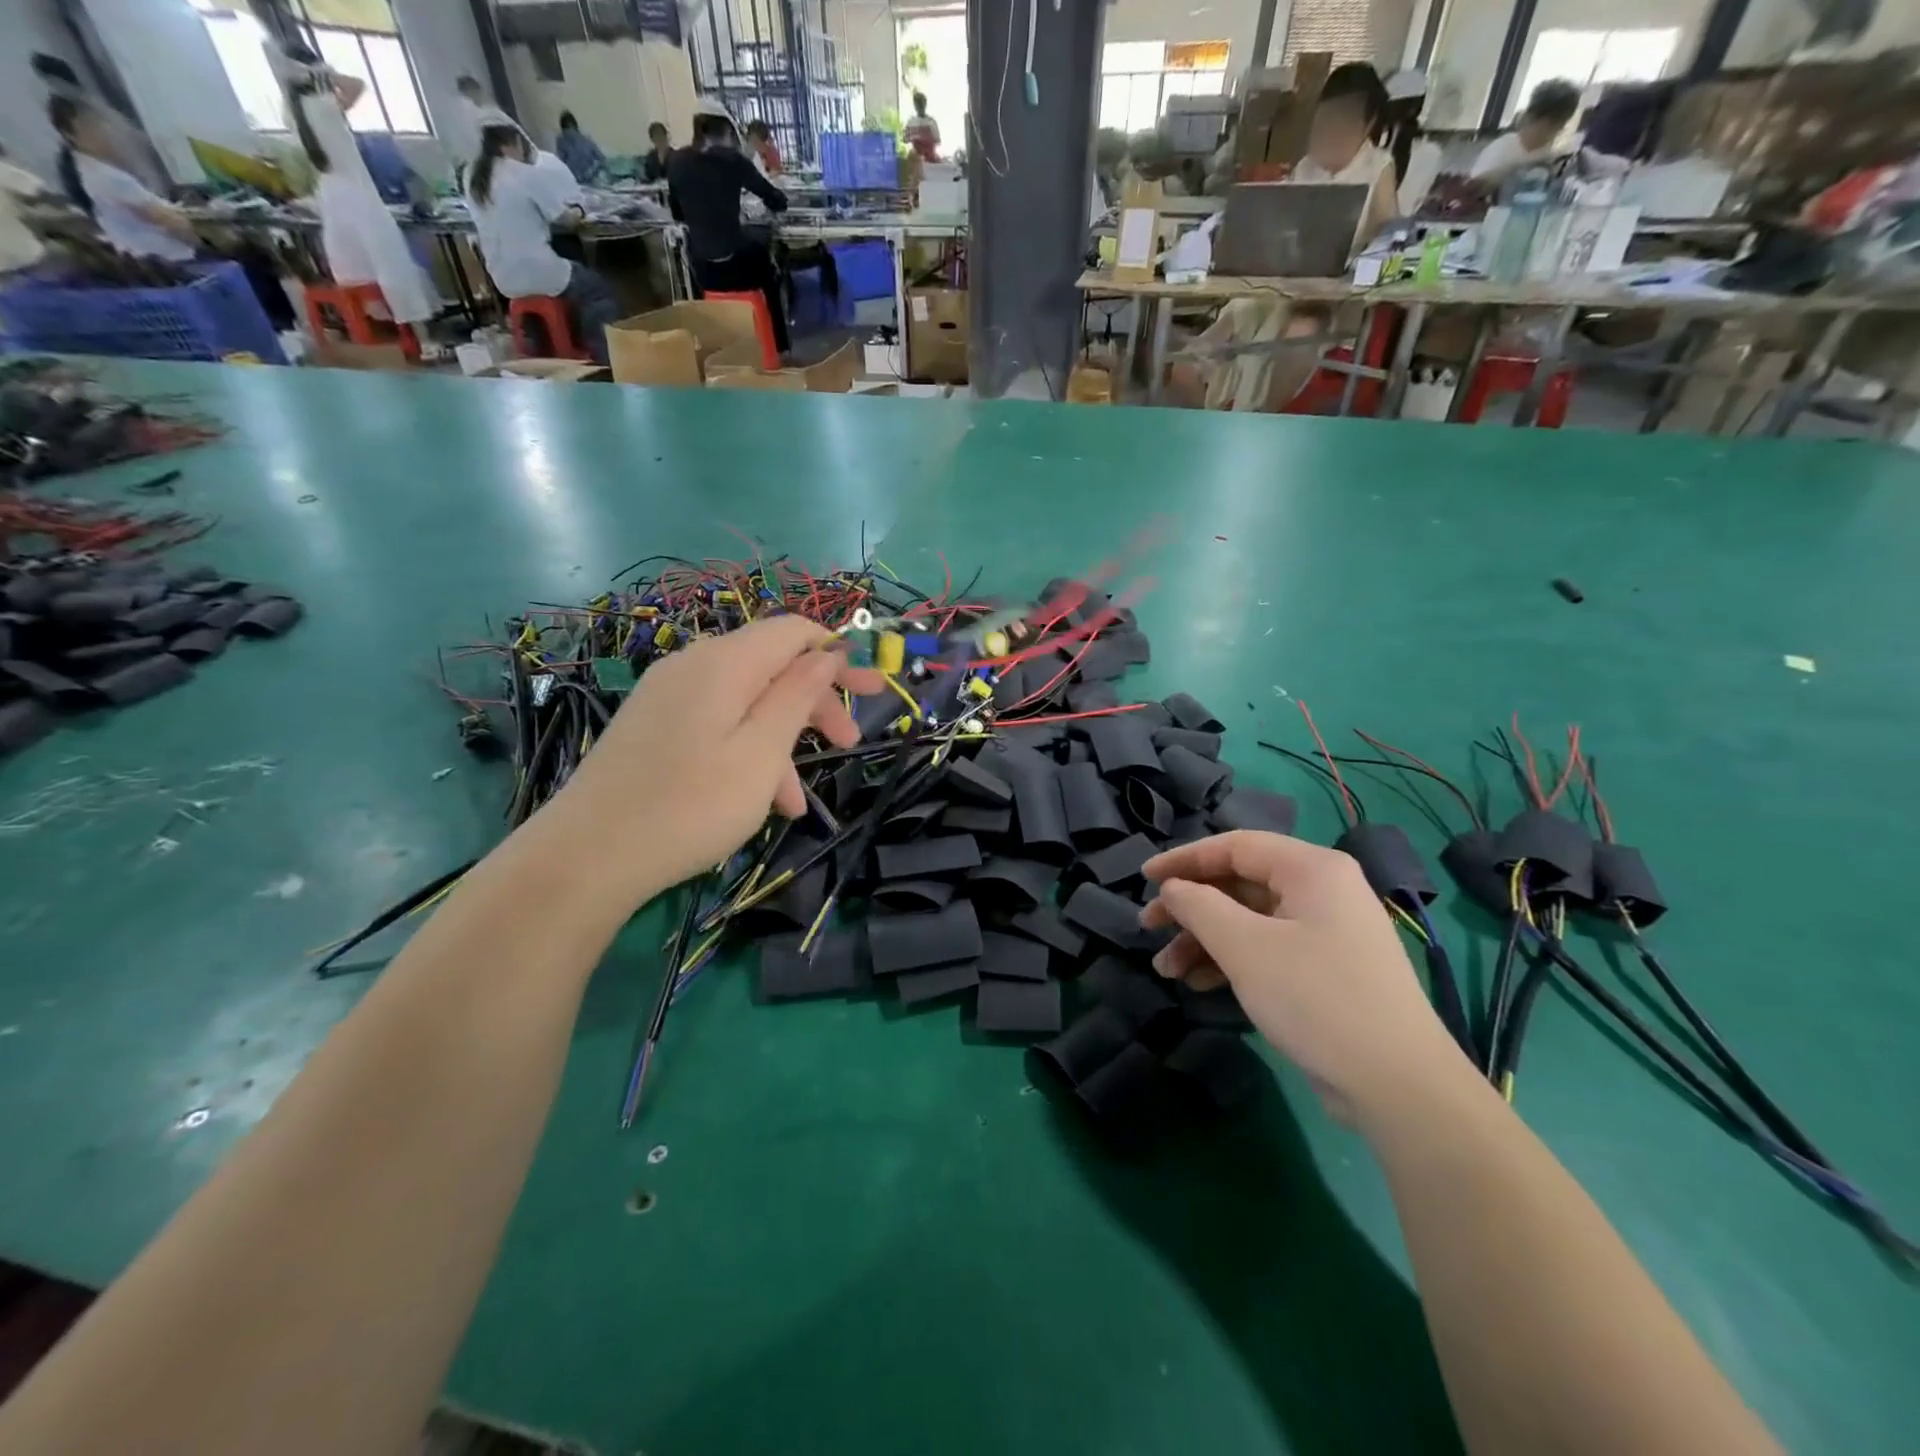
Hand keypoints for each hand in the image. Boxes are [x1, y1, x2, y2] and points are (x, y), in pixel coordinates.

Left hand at [546, 616, 877, 901]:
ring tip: (798, 802)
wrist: (586, 856)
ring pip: (746, 701)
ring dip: (783, 740)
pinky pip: (717, 724)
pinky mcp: (654, 726)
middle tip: (849, 742)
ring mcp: (669, 696)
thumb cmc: (690, 805)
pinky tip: (760, 802)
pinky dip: (747, 752)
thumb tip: (824, 655)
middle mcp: (694, 666)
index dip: (838, 653)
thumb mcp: (761, 753)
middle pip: (772, 665)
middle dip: (816, 701)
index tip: (872, 689)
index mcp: (724, 663)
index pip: (793, 631)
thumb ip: (797, 697)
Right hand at [1139, 831, 1461, 1124]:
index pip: (1235, 846)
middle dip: (1191, 908)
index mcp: (1311, 869)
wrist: (1398, 1086)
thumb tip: (1173, 889)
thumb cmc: (1316, 998)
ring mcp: (1326, 932)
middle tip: (1149, 927)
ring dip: (1204, 940)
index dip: (1184, 859)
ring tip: (1167, 970)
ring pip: (1249, 921)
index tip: (1144, 878)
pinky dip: (1231, 961)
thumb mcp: (1245, 947)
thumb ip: (1199, 907)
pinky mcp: (1326, 970)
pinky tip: (1200, 984)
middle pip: (1239, 884)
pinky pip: (1267, 949)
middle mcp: (1322, 891)